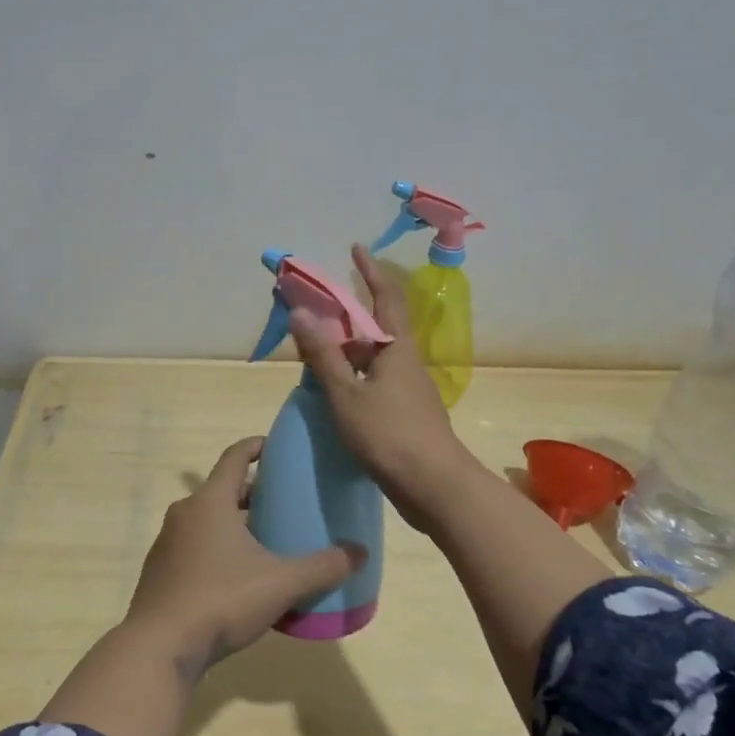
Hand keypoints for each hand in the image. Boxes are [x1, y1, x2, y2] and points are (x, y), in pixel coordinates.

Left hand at [124, 436, 363, 677]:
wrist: (159, 647)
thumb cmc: (221, 600)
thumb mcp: (281, 584)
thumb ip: (322, 567)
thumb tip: (360, 552)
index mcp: (210, 502)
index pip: (234, 457)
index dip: (255, 446)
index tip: (276, 447)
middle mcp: (185, 513)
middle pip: (222, 489)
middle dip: (251, 492)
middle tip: (282, 503)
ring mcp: (167, 542)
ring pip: (206, 519)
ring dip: (233, 522)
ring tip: (264, 540)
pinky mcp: (160, 570)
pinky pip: (193, 545)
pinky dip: (216, 547)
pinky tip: (236, 576)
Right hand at [290, 242, 479, 530]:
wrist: (434, 486)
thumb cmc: (389, 434)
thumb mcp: (346, 394)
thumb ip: (323, 355)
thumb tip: (301, 312)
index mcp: (396, 348)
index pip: (385, 297)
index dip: (370, 271)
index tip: (355, 249)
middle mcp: (405, 361)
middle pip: (376, 326)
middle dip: (348, 314)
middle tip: (316, 309)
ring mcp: (408, 389)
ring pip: (373, 357)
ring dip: (347, 348)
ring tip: (314, 350)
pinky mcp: (405, 413)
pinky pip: (374, 381)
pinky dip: (352, 375)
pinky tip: (333, 389)